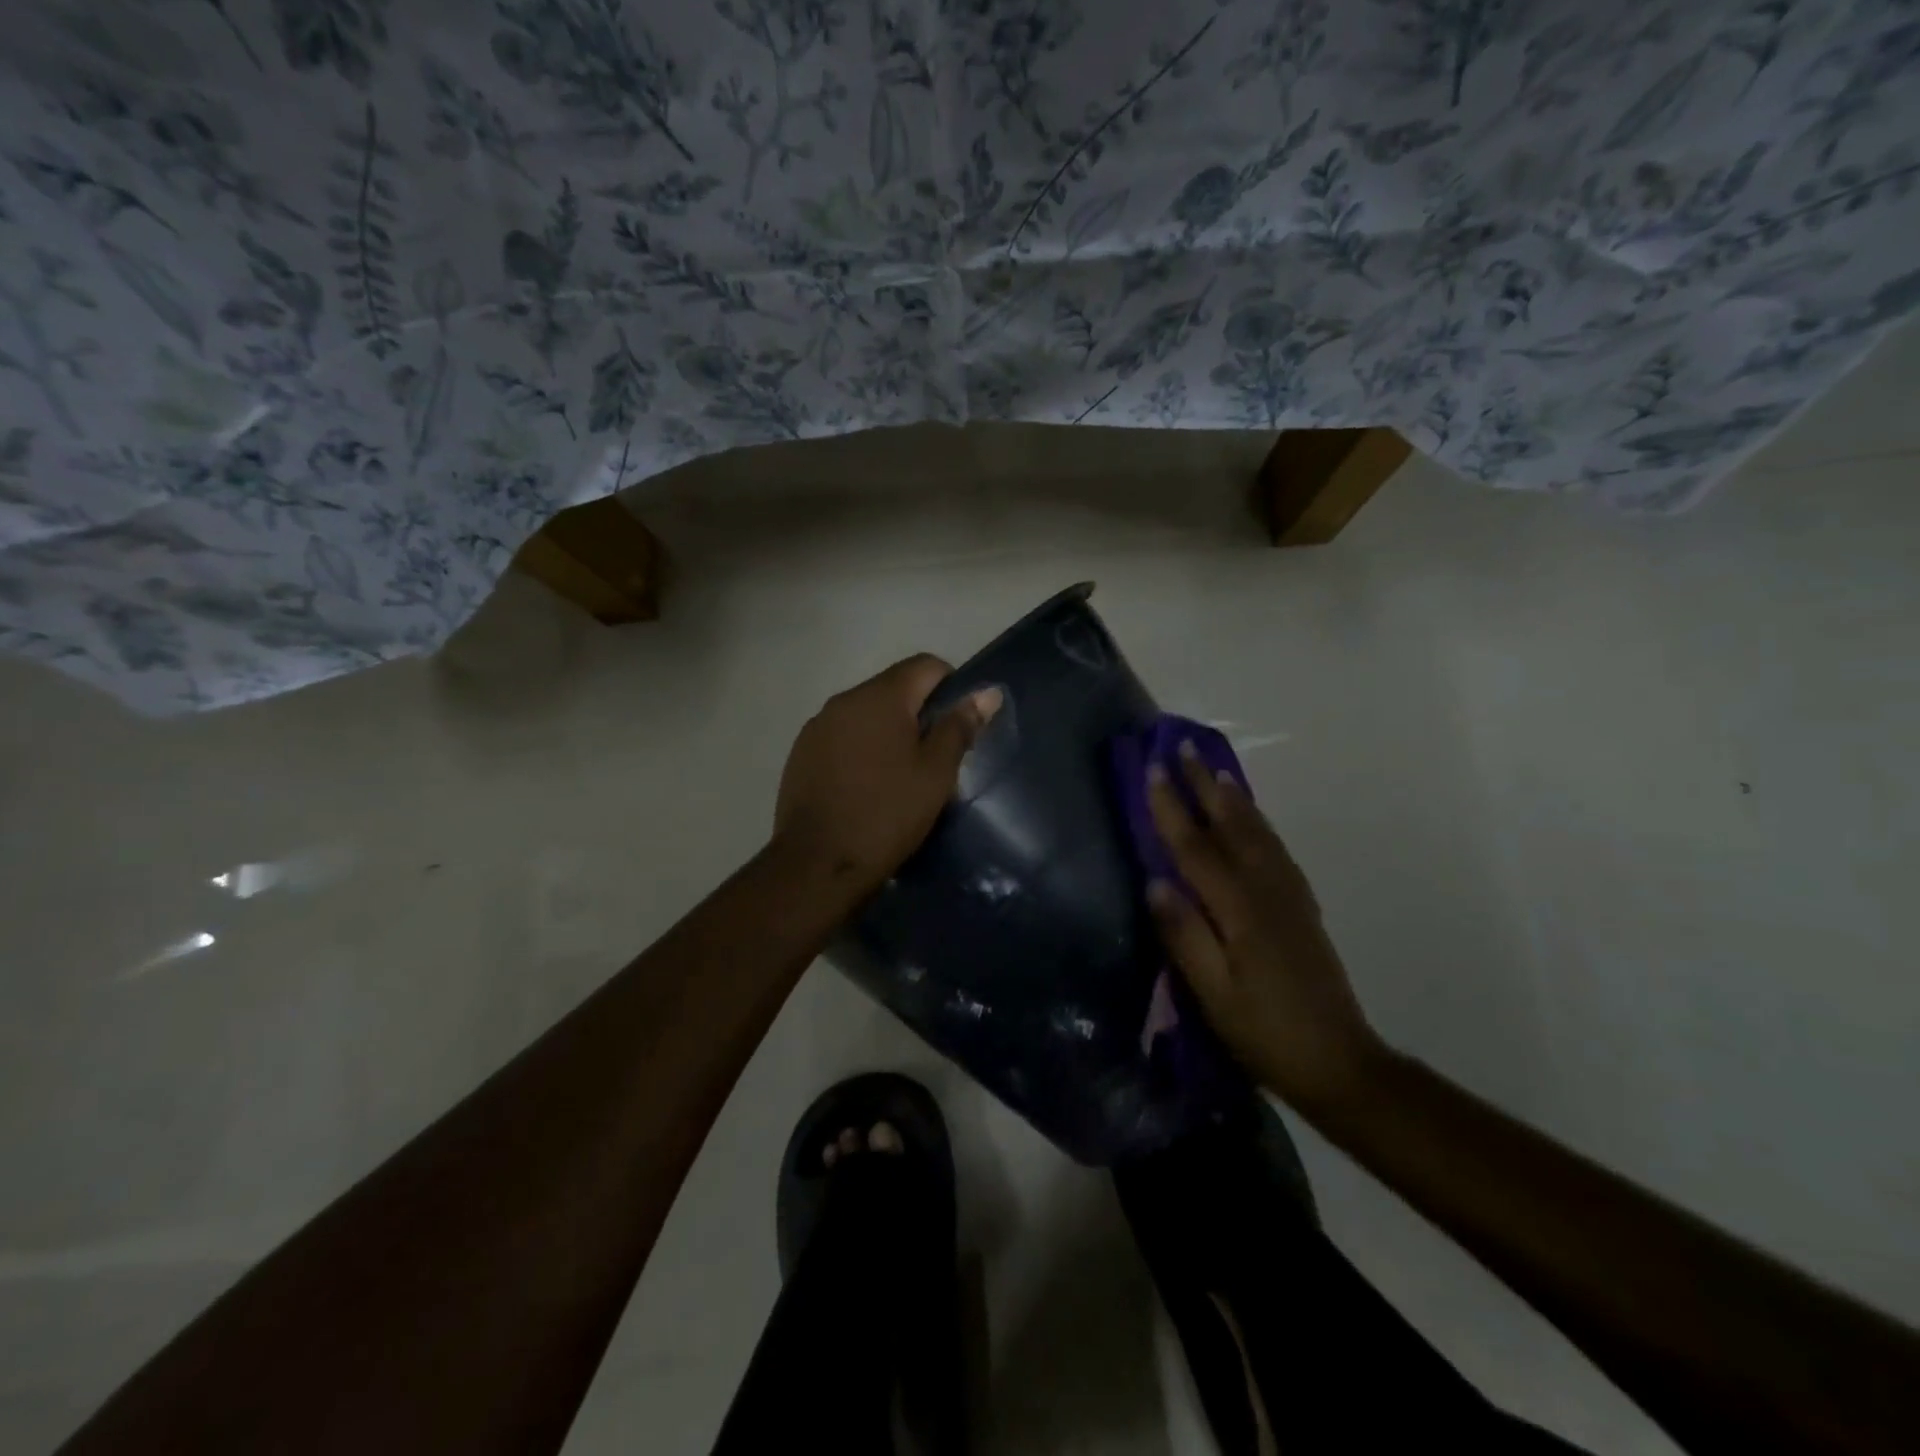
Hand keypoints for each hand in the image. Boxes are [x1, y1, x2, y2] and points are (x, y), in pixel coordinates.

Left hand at [774, 655, 1001, 892]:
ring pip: (866, 714)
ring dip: (889, 731)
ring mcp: (817, 726)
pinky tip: (867, 786)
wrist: (817, 864)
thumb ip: (959, 727)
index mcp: (880, 697)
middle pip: (894, 688)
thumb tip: (987, 693)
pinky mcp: (801, 753)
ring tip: (901, 775)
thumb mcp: (935, 773)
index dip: (952, 685)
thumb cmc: (887, 815)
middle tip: (936, 756)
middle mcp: (844, 700)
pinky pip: (842, 736)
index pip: (926, 665)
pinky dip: (861, 748)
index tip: (960, 724)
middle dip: (919, 712)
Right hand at [1145, 744, 1385, 1113]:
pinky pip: (1276, 850)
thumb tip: (1154, 882)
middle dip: (1205, 786)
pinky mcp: (1302, 908)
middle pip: (1231, 827)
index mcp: (1240, 910)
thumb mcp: (1212, 993)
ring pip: (1258, 833)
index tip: (1152, 770)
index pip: (1196, 848)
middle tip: (1185, 748)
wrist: (1340, 1063)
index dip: (1171, 808)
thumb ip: (1183, 935)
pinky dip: (1259, 824)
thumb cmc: (1264, 1032)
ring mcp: (1290, 897)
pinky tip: (1253, 821)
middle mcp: (1267, 891)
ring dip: (1234, 799)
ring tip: (1216, 771)